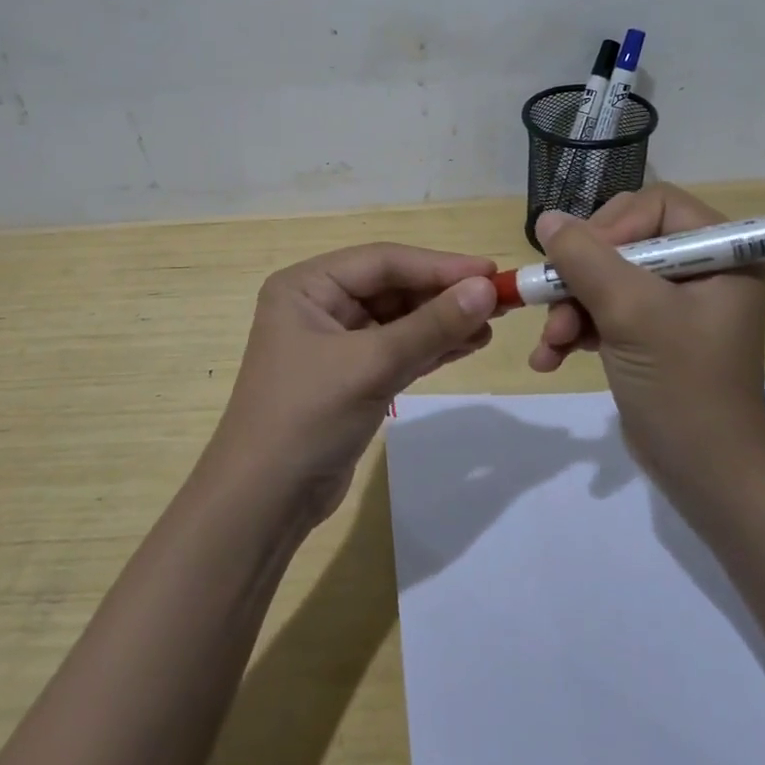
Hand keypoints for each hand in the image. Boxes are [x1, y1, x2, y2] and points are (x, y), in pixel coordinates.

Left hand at [207, 244, 498, 525]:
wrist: (265, 502)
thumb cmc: (308, 417)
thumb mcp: (372, 365)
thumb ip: (431, 326)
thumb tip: (486, 289)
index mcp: (306, 286)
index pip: (383, 261)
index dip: (439, 265)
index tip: (490, 272)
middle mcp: (319, 305)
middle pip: (392, 287)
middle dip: (443, 294)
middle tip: (499, 299)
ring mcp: (335, 342)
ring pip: (399, 319)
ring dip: (443, 321)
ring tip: (492, 324)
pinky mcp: (351, 376)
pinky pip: (398, 349)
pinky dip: (431, 347)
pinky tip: (468, 344)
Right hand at [529, 185, 764, 499]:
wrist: (706, 476)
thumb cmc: (682, 386)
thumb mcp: (631, 313)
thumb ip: (585, 258)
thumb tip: (546, 218)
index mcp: (720, 252)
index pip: (654, 205)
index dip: (612, 225)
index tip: (581, 261)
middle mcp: (700, 269)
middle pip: (622, 240)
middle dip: (581, 276)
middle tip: (554, 303)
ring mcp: (673, 304)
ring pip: (605, 278)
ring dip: (570, 308)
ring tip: (550, 342)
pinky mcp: (650, 333)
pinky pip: (604, 311)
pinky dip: (576, 329)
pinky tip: (550, 357)